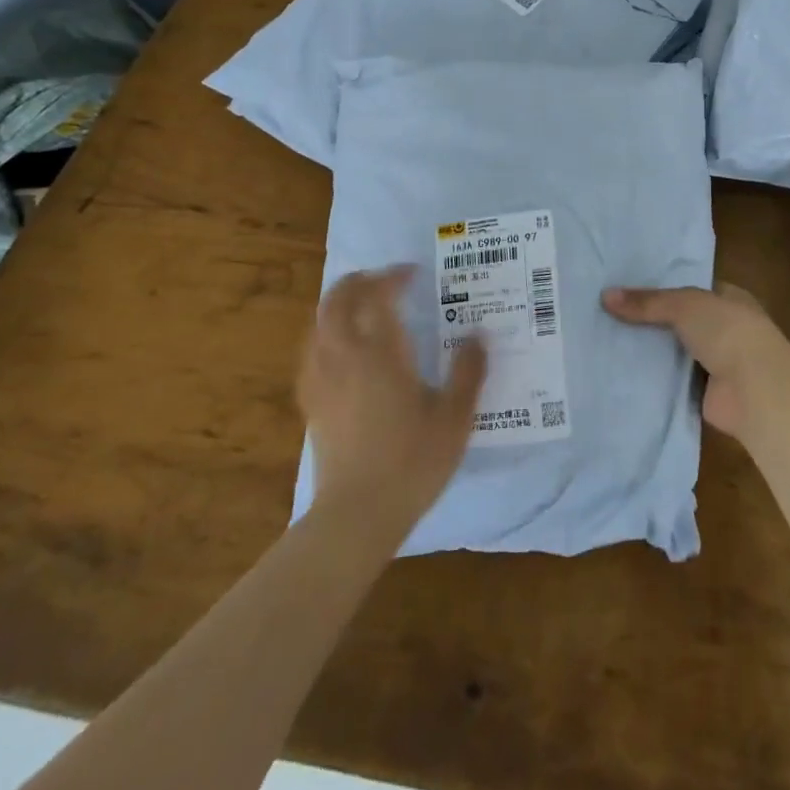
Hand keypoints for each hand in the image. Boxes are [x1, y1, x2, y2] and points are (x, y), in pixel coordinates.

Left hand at [298, 267, 485, 520]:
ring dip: (338, 304)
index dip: (392, 277)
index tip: (412, 274)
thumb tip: (478, 335)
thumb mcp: (455, 418)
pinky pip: (311, 351)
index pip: (378, 297)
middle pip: (337, 301)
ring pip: (318, 323)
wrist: (357, 515)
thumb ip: (468, 372)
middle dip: (358, 281)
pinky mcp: (311, 402)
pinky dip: (325, 334)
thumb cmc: (413, 462)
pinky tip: (340, 348)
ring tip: (363, 307)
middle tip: (384, 281)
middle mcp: (345, 357)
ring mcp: (322, 379)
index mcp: (382, 354)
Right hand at [601, 282, 789, 442]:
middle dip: (651, 322)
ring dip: (650, 352)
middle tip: (607, 317)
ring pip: (674, 353)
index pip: (692, 289)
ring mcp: (716, 363)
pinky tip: (621, 375)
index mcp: (729, 299)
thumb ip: (647, 302)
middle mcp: (724, 329)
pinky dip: (653, 381)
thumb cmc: (727, 332)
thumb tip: (605, 296)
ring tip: (605, 344)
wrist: (755, 389)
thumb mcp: (684, 305)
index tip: (627, 289)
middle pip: (680, 322)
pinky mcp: (704, 393)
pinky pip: (672, 382)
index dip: (663, 288)